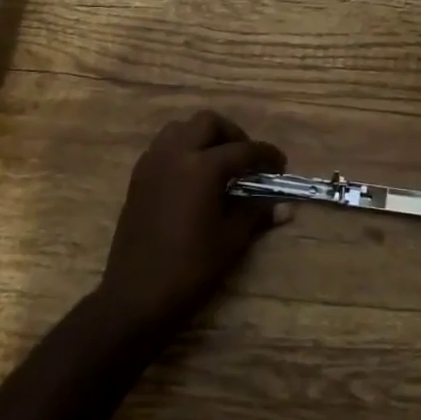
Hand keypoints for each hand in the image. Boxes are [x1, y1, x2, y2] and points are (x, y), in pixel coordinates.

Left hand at [96, 111, 287, 335]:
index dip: (266, 155)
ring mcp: (152, 163)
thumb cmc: (190, 268)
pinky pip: (163, 146)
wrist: (136, 296)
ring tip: (218, 162)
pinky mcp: (138, 177)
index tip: (280, 164)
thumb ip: (256, 214)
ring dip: (203, 136)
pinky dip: (182, 149)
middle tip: (247, 158)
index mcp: (201, 167)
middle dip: (232, 134)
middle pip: (208, 123)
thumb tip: (284, 207)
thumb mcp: (231, 240)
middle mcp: (175, 154)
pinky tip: (193, 176)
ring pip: (181, 128)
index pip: (243, 150)